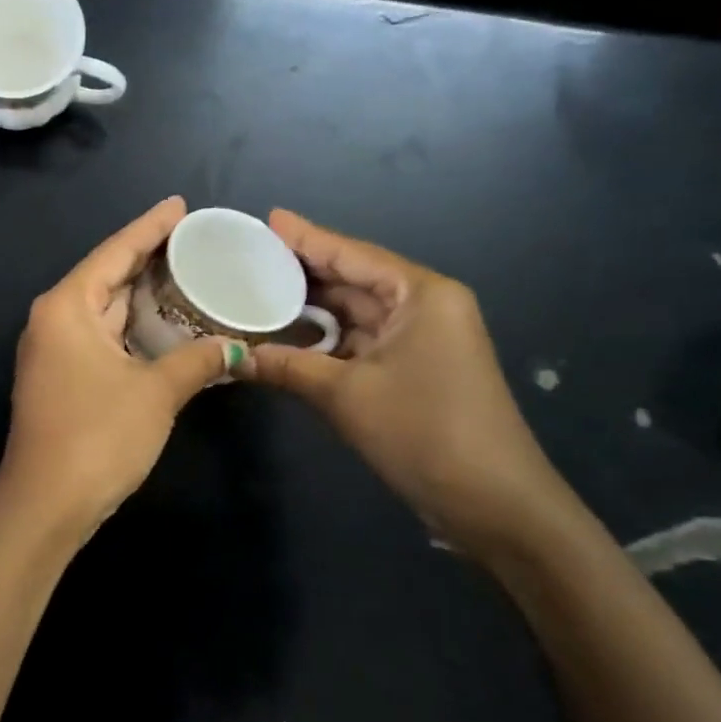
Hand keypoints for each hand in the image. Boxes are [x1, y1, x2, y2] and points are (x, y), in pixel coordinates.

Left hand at [0, 197, 236, 533]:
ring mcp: (54, 350)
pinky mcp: (62, 377)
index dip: (149, 228)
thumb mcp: (156, 393)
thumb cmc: (98, 435)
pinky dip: (133, 328)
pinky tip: (166, 324)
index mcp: (67, 307)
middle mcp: (54, 320)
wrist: (47, 501)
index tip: (179, 205)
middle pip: (107, 277)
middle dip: (149, 259)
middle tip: (196, 240)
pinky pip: (103, 337)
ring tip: (189, 274)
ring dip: (143, 296)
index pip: (114, 253)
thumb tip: (233, 348)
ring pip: (105, 309)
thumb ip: (196, 362)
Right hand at [241, 209, 577, 557]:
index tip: (266, 219)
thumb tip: (229, 358)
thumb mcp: (345, 394)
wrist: (491, 502)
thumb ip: (285, 366)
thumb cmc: (423, 431)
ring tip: (254, 290)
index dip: (306, 237)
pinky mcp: (410, 369)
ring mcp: (418, 340)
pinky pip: (357, 341)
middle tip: (248, 256)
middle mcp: (422, 307)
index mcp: (421, 294)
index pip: (352, 254)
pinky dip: (322, 340)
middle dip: (301, 270)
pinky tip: (282, 335)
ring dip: (308, 308)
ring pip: (352, 312)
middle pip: (352, 278)